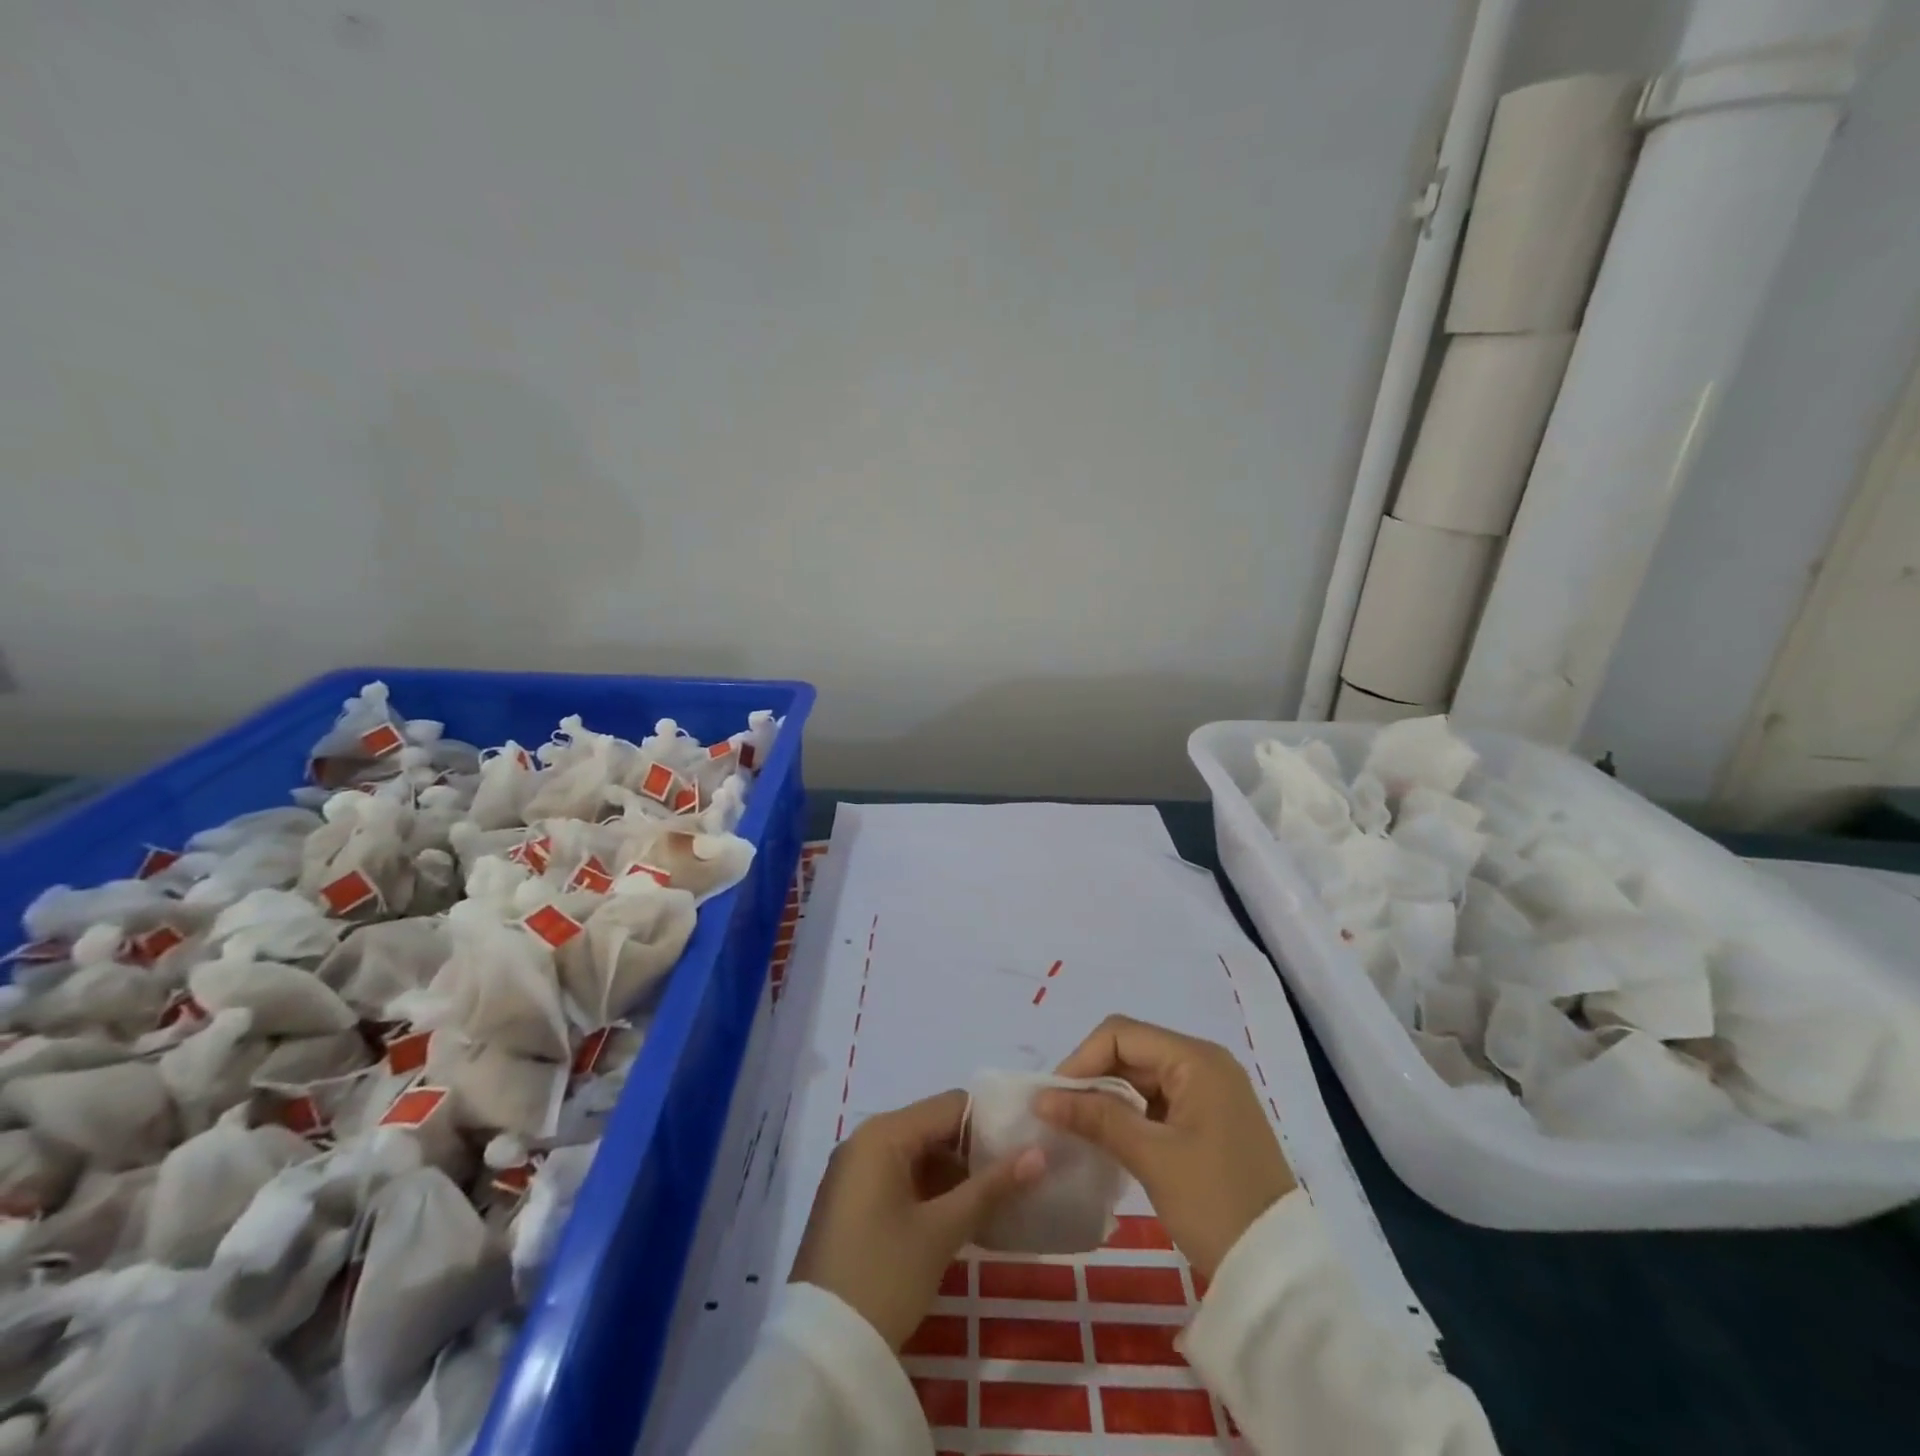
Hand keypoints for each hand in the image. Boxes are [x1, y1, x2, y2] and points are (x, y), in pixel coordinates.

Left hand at [790, 1089, 1044, 1349]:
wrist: (822, 1351)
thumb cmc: (884, 1276)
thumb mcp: (942, 1231)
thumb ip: (991, 1188)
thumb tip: (1039, 1154)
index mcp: (884, 1133)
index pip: (950, 1106)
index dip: (991, 1123)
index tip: (1027, 1145)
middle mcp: (866, 1140)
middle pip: (934, 1127)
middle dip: (975, 1151)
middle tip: (1019, 1176)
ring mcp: (856, 1172)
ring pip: (919, 1155)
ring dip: (956, 1174)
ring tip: (1000, 1198)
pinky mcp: (853, 1203)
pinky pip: (901, 1178)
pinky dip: (932, 1192)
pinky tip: (964, 1217)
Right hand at [1036, 1016, 1294, 1280]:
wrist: (1278, 1272)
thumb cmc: (1215, 1204)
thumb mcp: (1152, 1157)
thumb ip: (1096, 1117)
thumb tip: (1043, 1097)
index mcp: (1196, 1059)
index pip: (1121, 1034)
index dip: (1082, 1059)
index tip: (1053, 1097)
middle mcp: (1204, 1064)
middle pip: (1131, 1051)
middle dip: (1092, 1077)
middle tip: (1059, 1113)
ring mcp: (1209, 1092)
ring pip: (1142, 1077)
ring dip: (1108, 1097)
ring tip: (1076, 1127)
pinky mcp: (1209, 1120)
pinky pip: (1158, 1101)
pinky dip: (1130, 1114)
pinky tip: (1107, 1139)